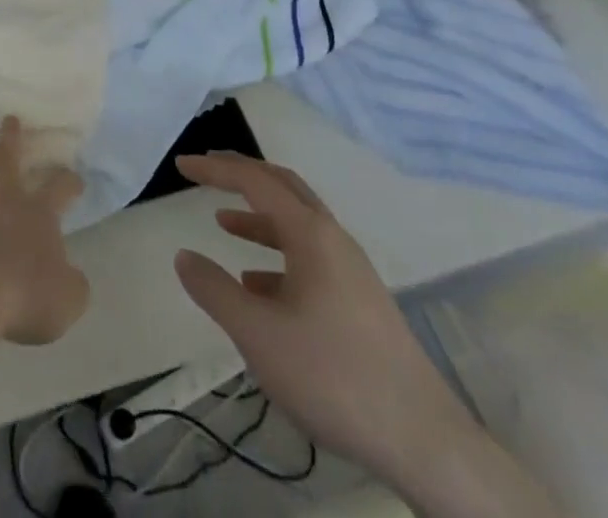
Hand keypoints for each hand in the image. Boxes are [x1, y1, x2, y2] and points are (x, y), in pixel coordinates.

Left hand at [0, 117, 89, 345]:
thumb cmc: (28, 292)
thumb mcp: (69, 297)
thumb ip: (72, 282)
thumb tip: (68, 275)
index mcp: (38, 211)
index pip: (59, 186)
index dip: (70, 180)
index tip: (76, 177)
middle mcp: (6, 205)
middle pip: (7, 162)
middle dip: (11, 138)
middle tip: (10, 119)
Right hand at [173, 153, 481, 492]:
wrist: (425, 442)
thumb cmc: (334, 376)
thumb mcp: (258, 334)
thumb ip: (214, 290)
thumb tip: (184, 256)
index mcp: (310, 234)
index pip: (254, 180)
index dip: (215, 168)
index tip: (182, 165)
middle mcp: (333, 239)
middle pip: (282, 188)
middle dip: (242, 176)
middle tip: (206, 171)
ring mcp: (351, 271)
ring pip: (297, 225)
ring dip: (258, 217)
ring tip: (223, 224)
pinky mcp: (360, 302)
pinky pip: (310, 259)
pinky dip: (277, 257)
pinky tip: (258, 287)